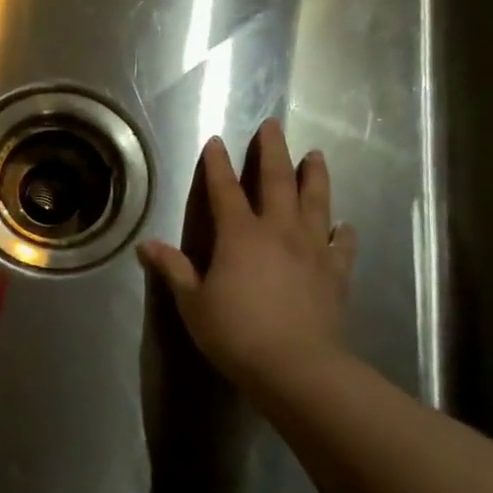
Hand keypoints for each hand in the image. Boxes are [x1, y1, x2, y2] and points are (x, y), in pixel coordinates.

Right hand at [138, 119, 357, 391]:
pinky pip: (342, 244)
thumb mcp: (193, 302)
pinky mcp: (336, 273)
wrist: (298, 367)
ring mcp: (312, 250)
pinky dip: (343, 231)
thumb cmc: (235, 333)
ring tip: (316, 155)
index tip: (216, 141)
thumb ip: (174, 269)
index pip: (225, 190)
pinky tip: (344, 225)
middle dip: (272, 151)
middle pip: (277, 182)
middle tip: (273, 126)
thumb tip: (147, 245)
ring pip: (316, 202)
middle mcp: (279, 232)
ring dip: (315, 176)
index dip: (217, 165)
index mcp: (239, 235)